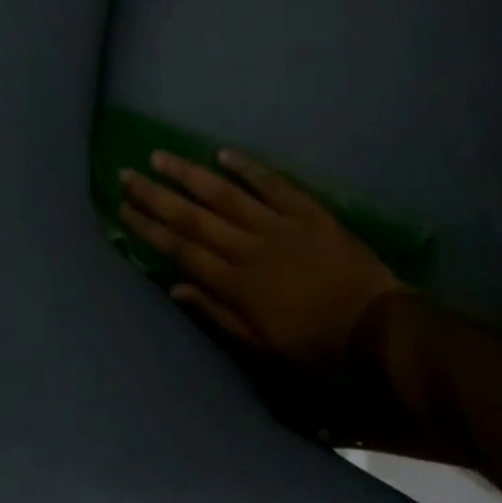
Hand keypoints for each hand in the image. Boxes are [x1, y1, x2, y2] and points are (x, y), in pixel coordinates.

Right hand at [119, 150, 403, 366]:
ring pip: (225, 194)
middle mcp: (249, 248)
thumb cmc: (318, 349)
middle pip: (194, 217)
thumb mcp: (263, 348)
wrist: (378, 331)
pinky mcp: (307, 212)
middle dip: (156, 195)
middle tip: (127, 173)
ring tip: (160, 156)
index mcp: (236, 284)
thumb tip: (176, 287)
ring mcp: (278, 225)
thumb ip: (218, 314)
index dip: (150, 228)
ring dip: (190, 174)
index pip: (182, 250)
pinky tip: (223, 153)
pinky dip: (248, 167)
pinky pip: (273, 184)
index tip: (123, 209)